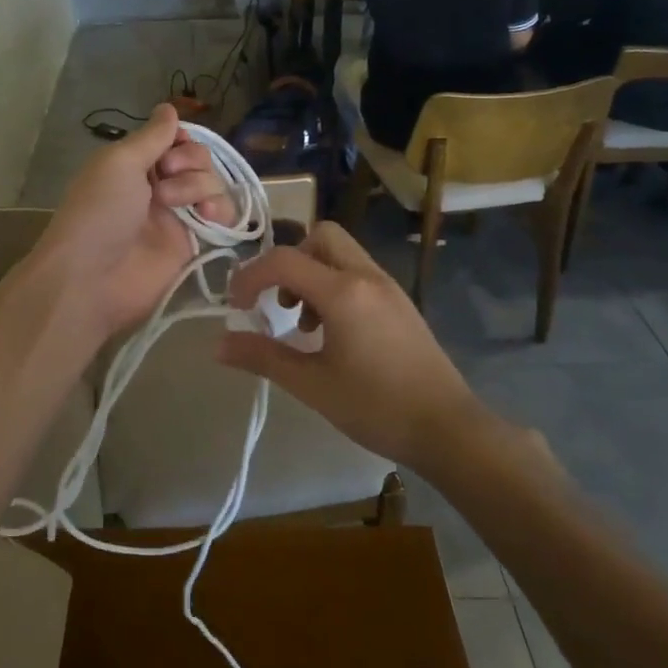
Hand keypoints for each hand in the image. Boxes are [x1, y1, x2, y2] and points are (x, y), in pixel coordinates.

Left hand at [29, 104, 233, 344]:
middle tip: (165, 179)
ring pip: (213, 185)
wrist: (93, 278)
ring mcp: (178, 216)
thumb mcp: (120, 162)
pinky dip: (221, 210)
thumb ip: (152, 136)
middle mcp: (159, 186)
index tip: (173, 147)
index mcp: (135, 164)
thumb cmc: (100, 212)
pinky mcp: (194, 244)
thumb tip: (169, 107)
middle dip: (190, 163)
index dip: (182, 139)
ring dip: (201, 187)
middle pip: (199, 159)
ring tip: (176, 205)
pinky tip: (208, 217)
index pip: (175, 139)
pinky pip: (222, 217)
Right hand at [215, 221, 497, 466]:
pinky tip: (333, 334)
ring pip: (342, 254)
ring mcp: (389, 288)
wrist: (449, 430)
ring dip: (312, 274)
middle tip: (278, 300)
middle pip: (320, 237)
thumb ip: (263, 357)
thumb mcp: (312, 385)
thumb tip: (218, 345)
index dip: (251, 276)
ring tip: (304, 324)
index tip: (236, 306)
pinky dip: (335, 286)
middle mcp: (367, 277)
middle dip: (289, 260)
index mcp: (344, 292)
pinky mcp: (400, 304)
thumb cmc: (376, 407)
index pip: (285, 260)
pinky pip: (358, 274)